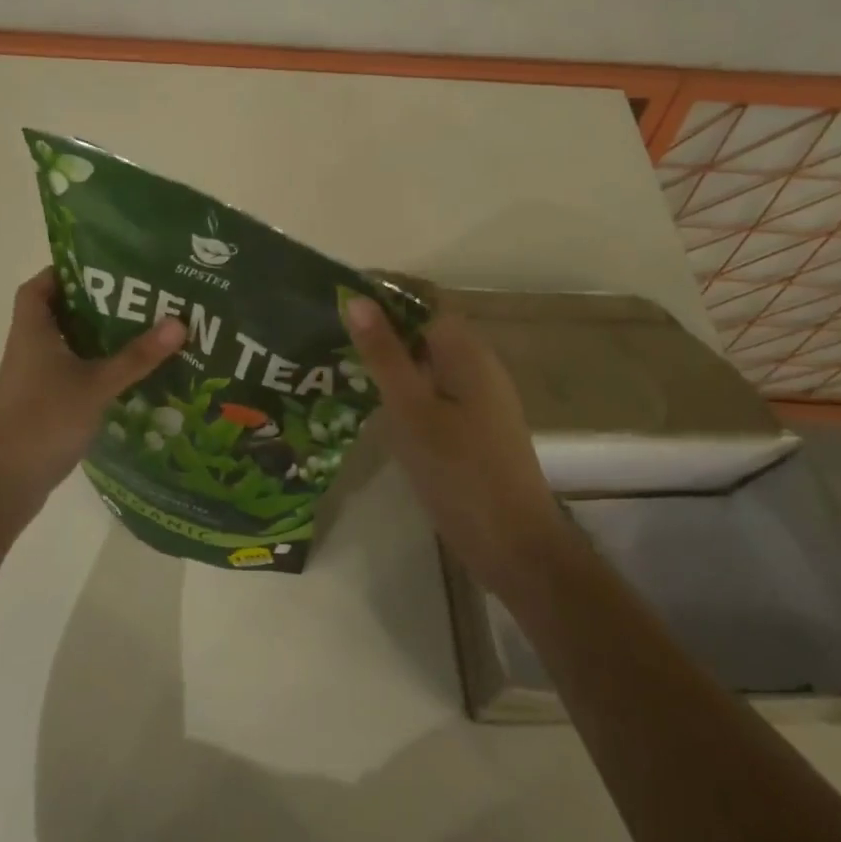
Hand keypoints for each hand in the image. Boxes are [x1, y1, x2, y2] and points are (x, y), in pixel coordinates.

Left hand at [0, 269, 185, 514]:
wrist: (7, 481)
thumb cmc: (45, 420)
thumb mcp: (97, 385)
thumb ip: (137, 356)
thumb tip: (178, 321)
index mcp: (32, 332)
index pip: (37, 286)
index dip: (63, 272)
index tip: (102, 269)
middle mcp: (28, 348)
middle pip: (57, 312)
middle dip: (93, 303)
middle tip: (136, 298)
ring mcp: (33, 378)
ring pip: (66, 344)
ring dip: (96, 336)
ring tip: (139, 329)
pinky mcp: (42, 402)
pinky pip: (69, 371)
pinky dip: (93, 366)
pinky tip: (125, 373)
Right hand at [343, 297, 567, 594]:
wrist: (513, 545)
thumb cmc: (459, 472)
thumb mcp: (411, 410)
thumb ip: (384, 354)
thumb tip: (356, 299)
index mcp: (466, 351)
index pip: (421, 302)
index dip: (380, 296)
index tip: (335, 303)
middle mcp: (476, 365)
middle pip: (422, 331)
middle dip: (379, 330)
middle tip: (327, 338)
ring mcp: (477, 398)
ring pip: (425, 364)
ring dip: (388, 363)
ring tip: (338, 368)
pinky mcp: (472, 427)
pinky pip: (431, 393)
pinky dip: (402, 392)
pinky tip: (372, 408)